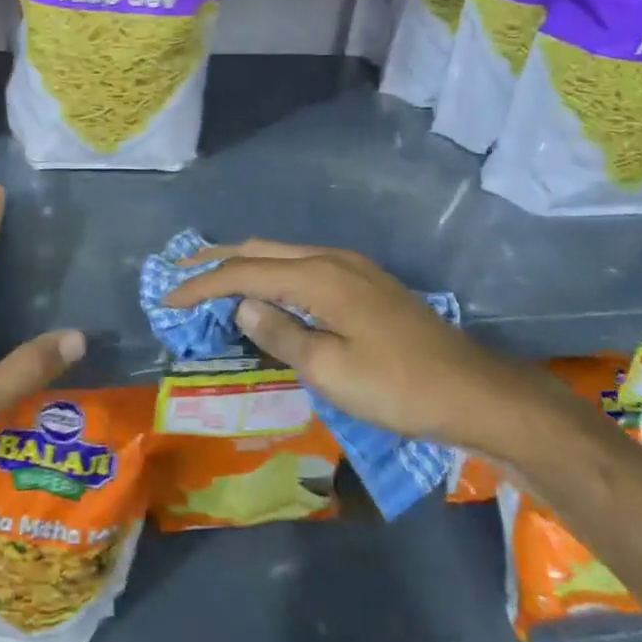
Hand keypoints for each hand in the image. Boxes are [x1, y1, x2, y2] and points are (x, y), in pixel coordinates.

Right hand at [163, 240, 549, 456]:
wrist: (474, 391)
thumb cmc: (397, 387)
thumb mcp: (330, 370)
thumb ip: (280, 333)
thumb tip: (241, 305)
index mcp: (317, 276)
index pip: (243, 272)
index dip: (201, 283)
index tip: (167, 297)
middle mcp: (331, 258)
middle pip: (260, 249)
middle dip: (217, 260)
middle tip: (180, 273)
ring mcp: (352, 267)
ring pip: (283, 253)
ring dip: (245, 264)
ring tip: (214, 279)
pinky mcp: (365, 282)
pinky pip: (303, 265)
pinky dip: (272, 272)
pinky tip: (268, 291)